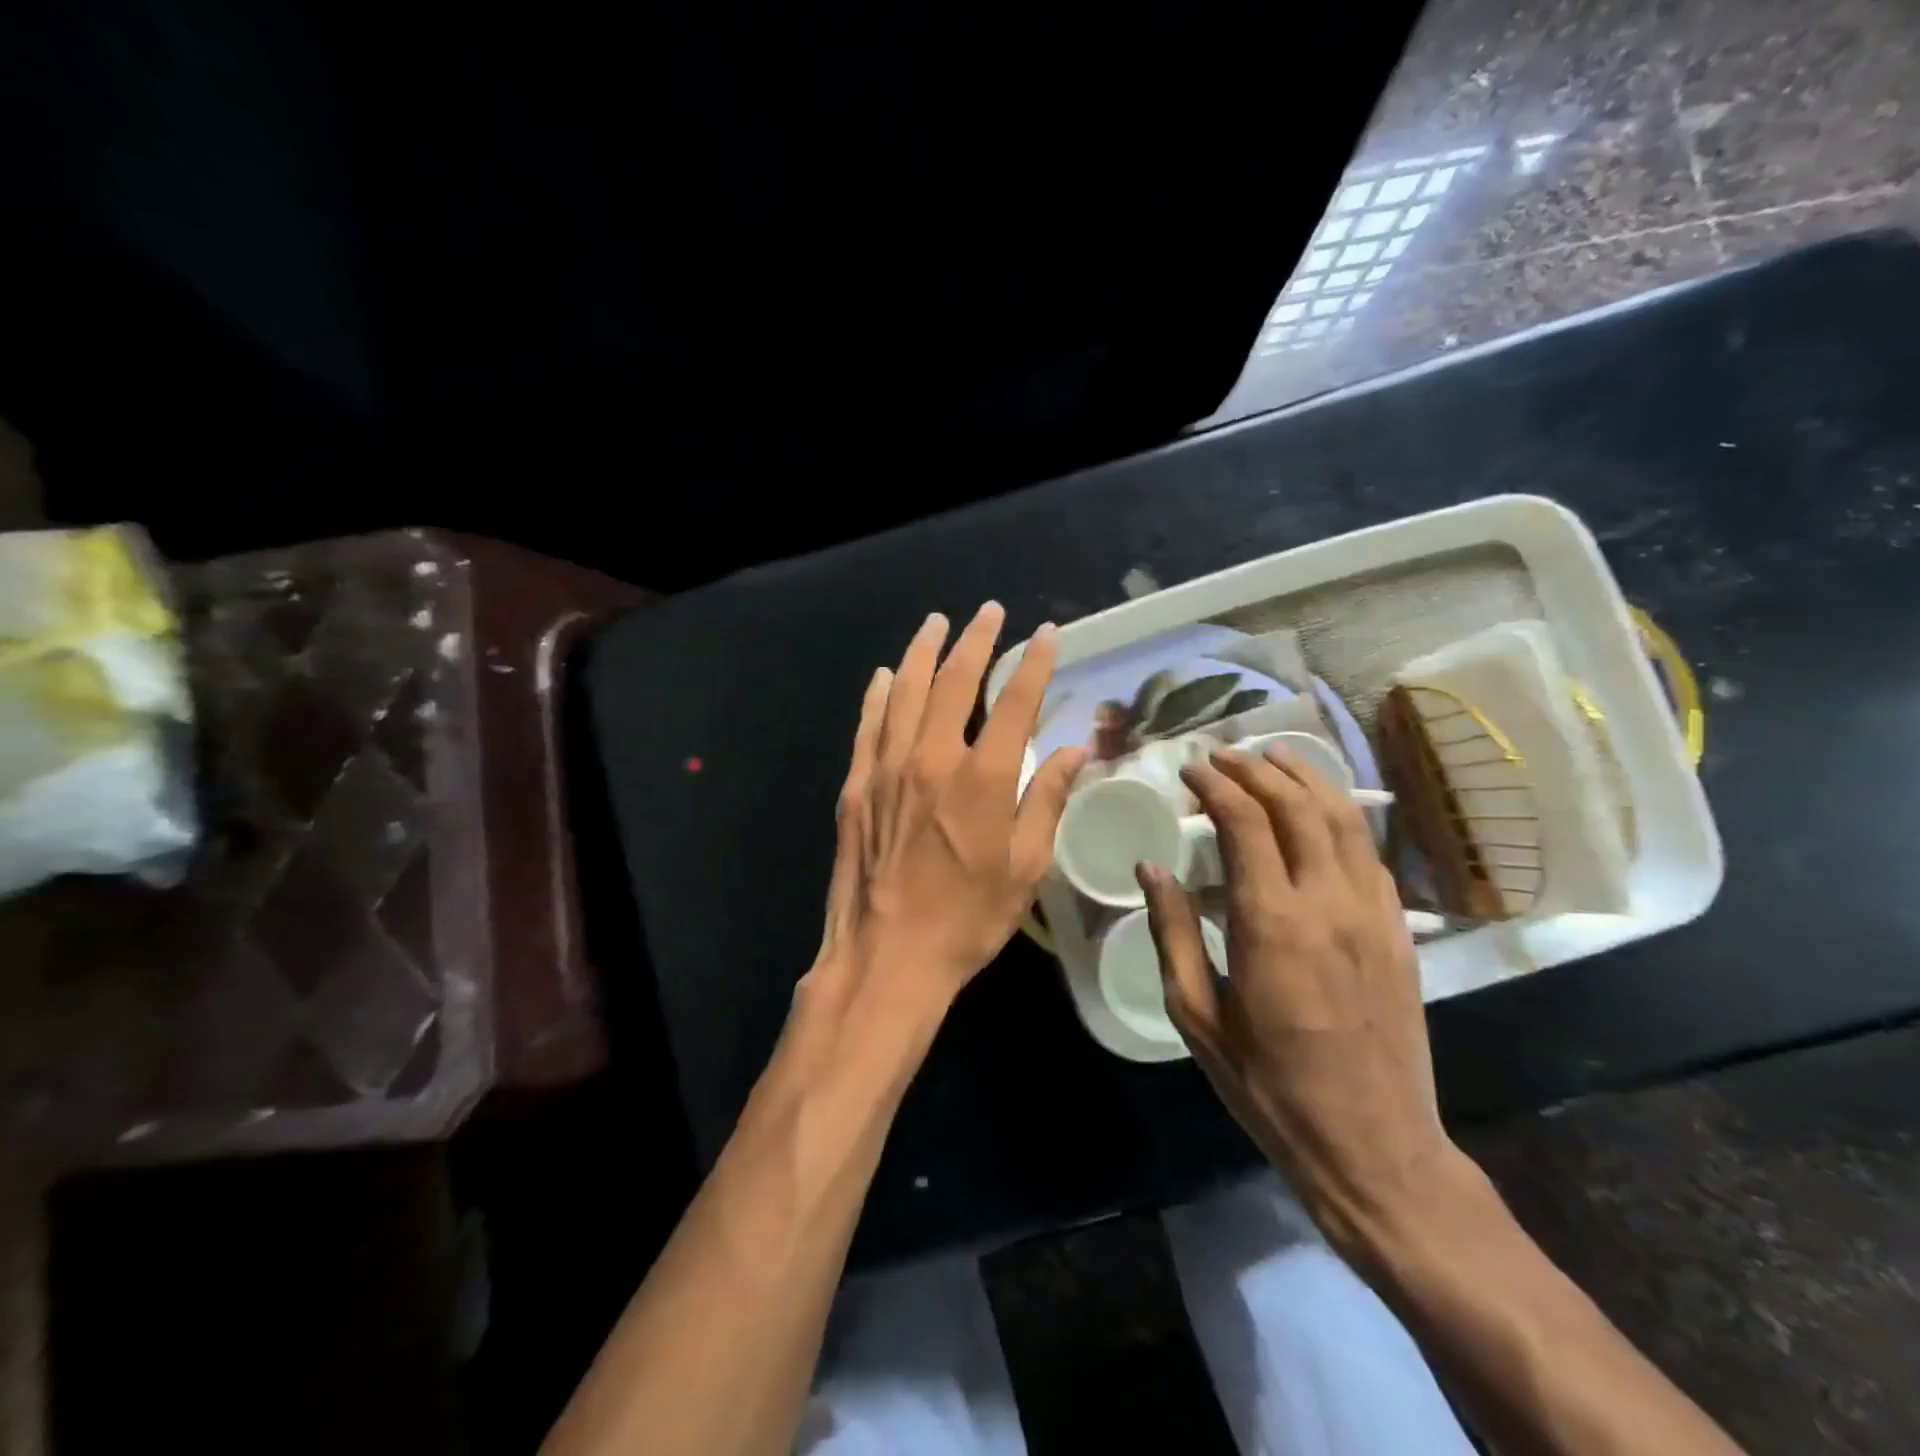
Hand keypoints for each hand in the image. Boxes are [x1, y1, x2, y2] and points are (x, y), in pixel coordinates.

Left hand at [803, 603, 1088, 1030]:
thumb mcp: (1026, 868)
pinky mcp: (856, 786)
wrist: (887, 957)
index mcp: (981, 779)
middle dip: (975, 640)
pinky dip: (879, 694)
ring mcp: (886, 769)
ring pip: (906, 692)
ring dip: (924, 652)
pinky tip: (887, 675)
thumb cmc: (967, 920)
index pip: (1015, 703)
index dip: (1033, 664)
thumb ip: (1046, 800)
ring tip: (936, 622)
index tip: (1045, 634)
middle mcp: (931, 759)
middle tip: (989, 612)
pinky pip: (869, 726)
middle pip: (955, 682)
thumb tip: (1071, 750)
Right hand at [1137, 743, 1466, 1254]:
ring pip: (1345, 819)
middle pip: (1297, 806)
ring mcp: (1376, 915)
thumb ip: (1172, 932)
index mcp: (1272, 923)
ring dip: (1307, 779)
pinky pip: (1371, 855)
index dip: (1215, 784)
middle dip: (1256, 769)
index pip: (1245, 821)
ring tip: (1275, 757)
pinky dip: (1341, 819)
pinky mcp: (1401, 933)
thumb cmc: (1268, 1087)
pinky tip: (1320, 814)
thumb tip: (1153, 866)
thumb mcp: (1197, 1015)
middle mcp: (1330, 903)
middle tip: (1222, 755)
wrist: (1374, 1147)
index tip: (1189, 769)